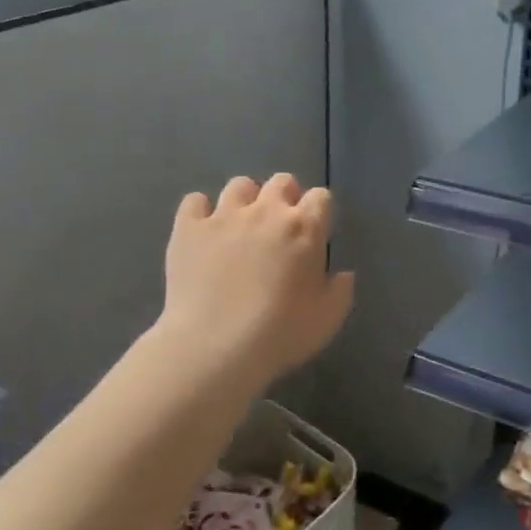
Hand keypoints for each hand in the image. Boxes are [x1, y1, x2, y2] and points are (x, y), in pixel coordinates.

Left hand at [157, 173, 354, 386]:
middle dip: (285, 198)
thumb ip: (340, 290)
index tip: (315, 233)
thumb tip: (342, 273)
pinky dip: (201, 212)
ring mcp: (223, 216)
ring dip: (246, 201)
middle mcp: (265, 211)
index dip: (319, 212)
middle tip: (280, 228)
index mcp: (304, 228)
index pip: (320, 197)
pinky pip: (195, 202)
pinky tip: (204, 232)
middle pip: (281, 182)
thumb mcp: (328, 319)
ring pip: (239, 185)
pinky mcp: (188, 228)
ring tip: (241, 226)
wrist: (215, 347)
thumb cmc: (280, 334)